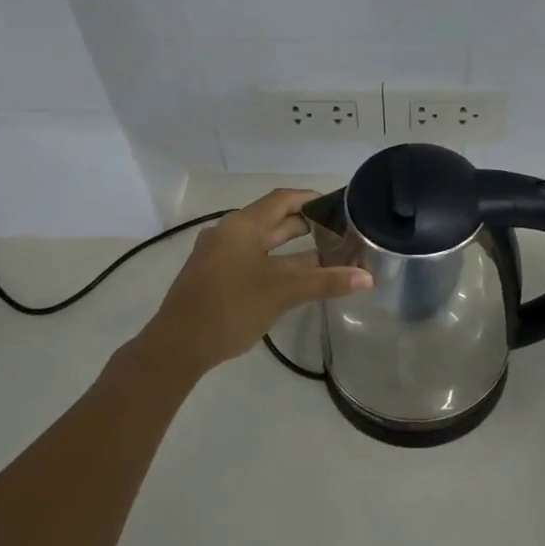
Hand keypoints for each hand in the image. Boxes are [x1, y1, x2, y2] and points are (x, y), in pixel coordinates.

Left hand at [142, 189, 371, 373]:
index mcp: (242, 225)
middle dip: (307, 226)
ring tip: (327, 256)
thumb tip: (367, 277)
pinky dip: (277, 263)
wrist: (177, 346)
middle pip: (274, 220)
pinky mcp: (215, 276)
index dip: (312, 199)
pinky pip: (252, 259)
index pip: (283, 199)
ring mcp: (219, 255)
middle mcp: (229, 232)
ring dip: (293, 248)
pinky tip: (296, 279)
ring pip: (263, 243)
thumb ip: (325, 282)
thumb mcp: (282, 293)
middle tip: (341, 234)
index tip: (340, 207)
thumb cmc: (231, 308)